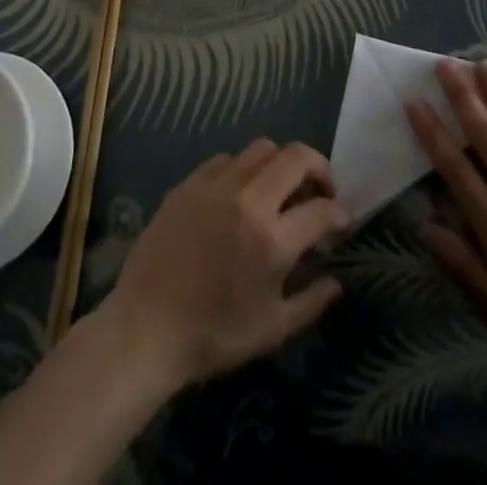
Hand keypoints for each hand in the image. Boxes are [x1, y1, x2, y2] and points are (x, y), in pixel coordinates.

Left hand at [98, 140, 349, 389]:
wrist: (145, 329)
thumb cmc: (213, 336)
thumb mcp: (271, 330)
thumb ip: (311, 301)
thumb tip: (336, 281)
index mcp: (273, 239)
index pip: (322, 209)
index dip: (340, 213)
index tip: (341, 220)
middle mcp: (248, 200)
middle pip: (296, 157)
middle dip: (318, 168)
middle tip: (320, 190)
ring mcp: (216, 186)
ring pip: (262, 149)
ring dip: (281, 164)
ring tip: (280, 188)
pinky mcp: (189, 183)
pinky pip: (226, 159)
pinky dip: (242, 170)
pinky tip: (239, 194)